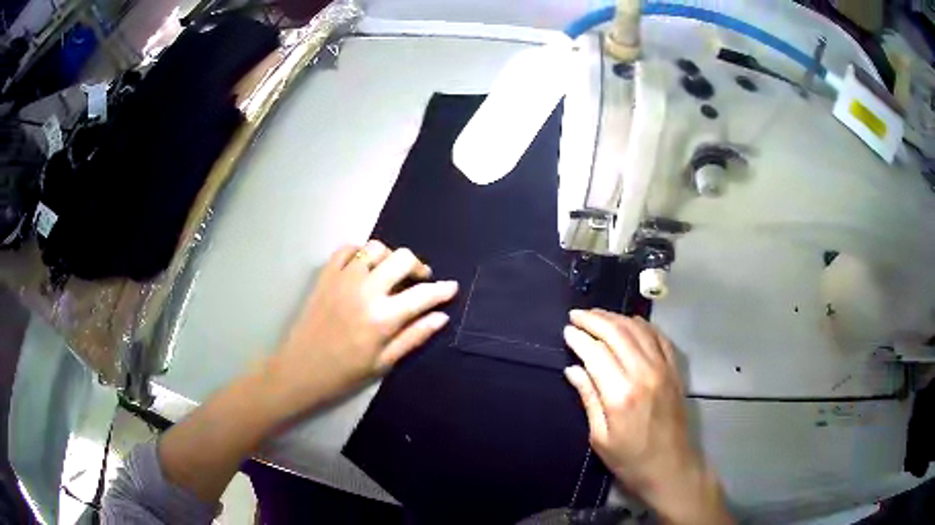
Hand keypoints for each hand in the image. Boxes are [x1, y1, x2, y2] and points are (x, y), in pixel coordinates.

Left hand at [268, 240, 457, 413]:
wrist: (300, 369)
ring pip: (375, 248)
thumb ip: (414, 336)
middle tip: (419, 280)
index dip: (442, 290)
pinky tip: (363, 268)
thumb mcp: (384, 363)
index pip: (422, 295)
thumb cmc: (344, 373)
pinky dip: (360, 253)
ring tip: (389, 273)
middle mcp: (366, 290)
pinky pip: (347, 249)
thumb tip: (441, 317)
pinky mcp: (325, 275)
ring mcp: (343, 279)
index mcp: (383, 318)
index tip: (451, 287)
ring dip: (389, 257)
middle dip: (418, 266)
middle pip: (402, 258)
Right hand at [563, 309, 731, 524]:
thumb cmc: (630, 459)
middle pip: (618, 333)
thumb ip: (588, 398)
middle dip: (594, 319)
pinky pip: (659, 337)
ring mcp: (663, 369)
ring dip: (616, 318)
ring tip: (598, 315)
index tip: (567, 330)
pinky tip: (631, 323)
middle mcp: (644, 373)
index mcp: (621, 394)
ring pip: (638, 330)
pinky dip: (643, 325)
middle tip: (577, 314)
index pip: (596, 353)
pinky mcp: (675, 370)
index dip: (579, 338)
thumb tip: (573, 369)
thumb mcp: (600, 437)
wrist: (671, 467)